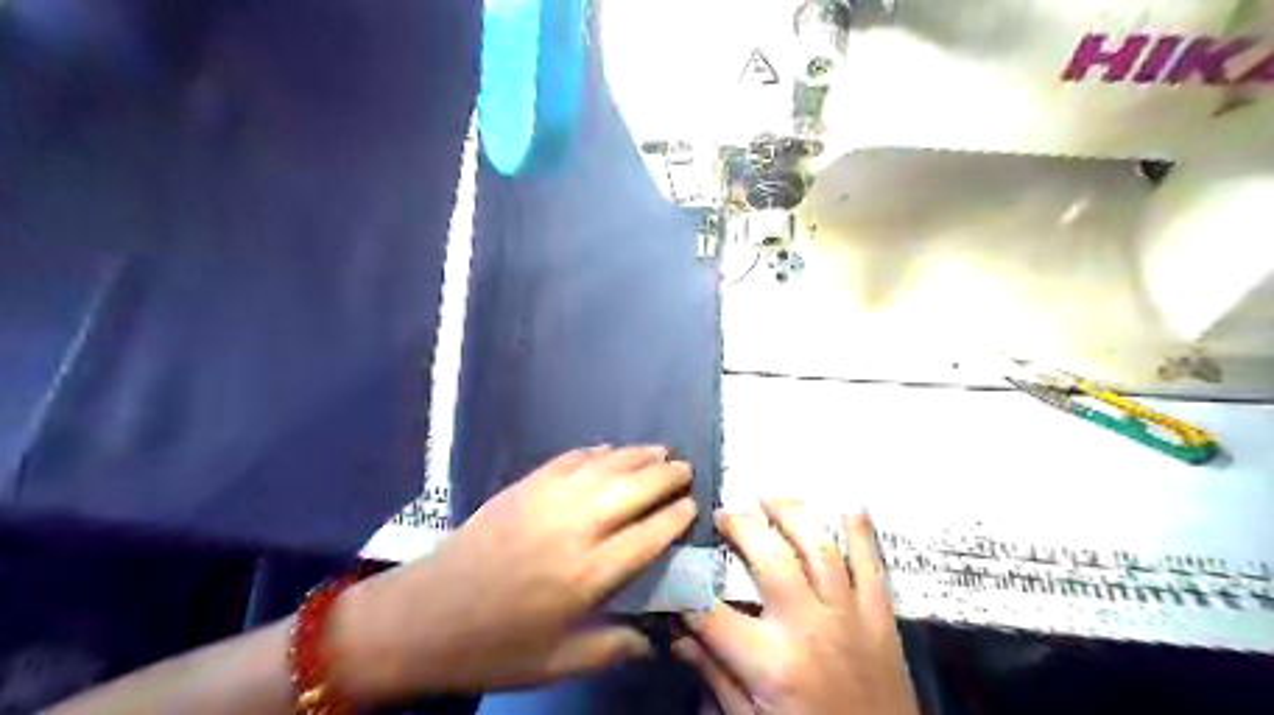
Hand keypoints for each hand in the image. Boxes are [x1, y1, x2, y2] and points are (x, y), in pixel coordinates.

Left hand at [330, 445, 694, 701]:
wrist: (424, 616)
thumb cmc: (494, 645)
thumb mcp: (556, 662)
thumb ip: (612, 649)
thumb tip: (654, 641)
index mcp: (588, 573)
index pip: (648, 534)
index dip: (675, 517)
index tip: (692, 506)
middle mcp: (575, 527)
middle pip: (634, 489)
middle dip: (666, 476)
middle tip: (686, 469)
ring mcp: (547, 499)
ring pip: (606, 466)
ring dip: (637, 455)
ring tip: (660, 451)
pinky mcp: (524, 486)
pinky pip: (570, 459)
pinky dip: (597, 451)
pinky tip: (610, 451)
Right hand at [671, 503, 922, 714]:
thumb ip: (716, 677)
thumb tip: (678, 638)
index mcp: (770, 661)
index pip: (711, 612)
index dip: (686, 588)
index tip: (676, 569)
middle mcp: (807, 626)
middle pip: (769, 558)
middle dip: (741, 527)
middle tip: (724, 513)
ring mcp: (848, 614)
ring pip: (819, 547)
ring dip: (792, 514)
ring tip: (770, 497)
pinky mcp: (880, 615)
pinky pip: (872, 564)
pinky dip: (862, 532)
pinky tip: (849, 505)